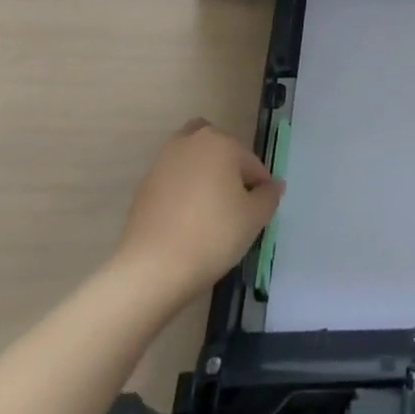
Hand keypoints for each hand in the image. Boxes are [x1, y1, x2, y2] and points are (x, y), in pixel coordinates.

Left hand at [111, 119, 283, 306]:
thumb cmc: (212, 235)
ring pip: (191, 161)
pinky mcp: (143, 188)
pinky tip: (185, 223)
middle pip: (217, 149)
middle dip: (228, 168)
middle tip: (232, 202)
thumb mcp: (255, 218)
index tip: (256, 213)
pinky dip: (181, 193)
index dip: (258, 188)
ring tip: (207, 212)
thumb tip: (272, 185)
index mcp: (221, 143)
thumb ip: (269, 196)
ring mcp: (162, 164)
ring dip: (202, 176)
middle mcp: (190, 143)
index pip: (251, 163)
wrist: (151, 270)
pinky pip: (172, 182)